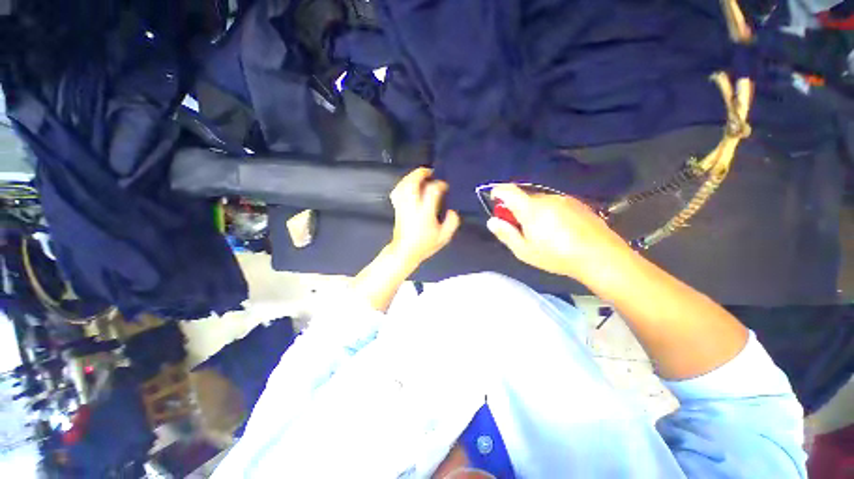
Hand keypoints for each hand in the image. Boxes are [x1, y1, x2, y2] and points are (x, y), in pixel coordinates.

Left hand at [388, 168, 460, 268]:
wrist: (405, 252)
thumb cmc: (424, 245)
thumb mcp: (443, 237)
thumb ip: (451, 223)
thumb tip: (452, 211)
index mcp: (425, 212)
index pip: (432, 191)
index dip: (439, 185)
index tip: (445, 186)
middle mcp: (412, 206)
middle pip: (413, 183)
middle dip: (421, 173)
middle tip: (430, 171)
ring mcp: (402, 206)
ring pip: (403, 185)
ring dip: (411, 176)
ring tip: (419, 175)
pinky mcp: (397, 208)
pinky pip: (397, 191)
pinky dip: (402, 184)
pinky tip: (407, 184)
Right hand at [486, 184, 630, 282]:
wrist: (601, 257)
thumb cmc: (557, 256)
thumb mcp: (525, 251)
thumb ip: (506, 234)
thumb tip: (492, 221)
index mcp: (531, 209)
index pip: (509, 190)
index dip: (498, 191)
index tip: (495, 199)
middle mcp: (547, 199)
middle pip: (525, 197)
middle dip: (516, 208)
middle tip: (518, 227)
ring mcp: (565, 200)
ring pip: (540, 201)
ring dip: (533, 211)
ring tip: (541, 232)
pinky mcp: (578, 204)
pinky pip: (555, 204)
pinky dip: (549, 212)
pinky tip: (558, 230)